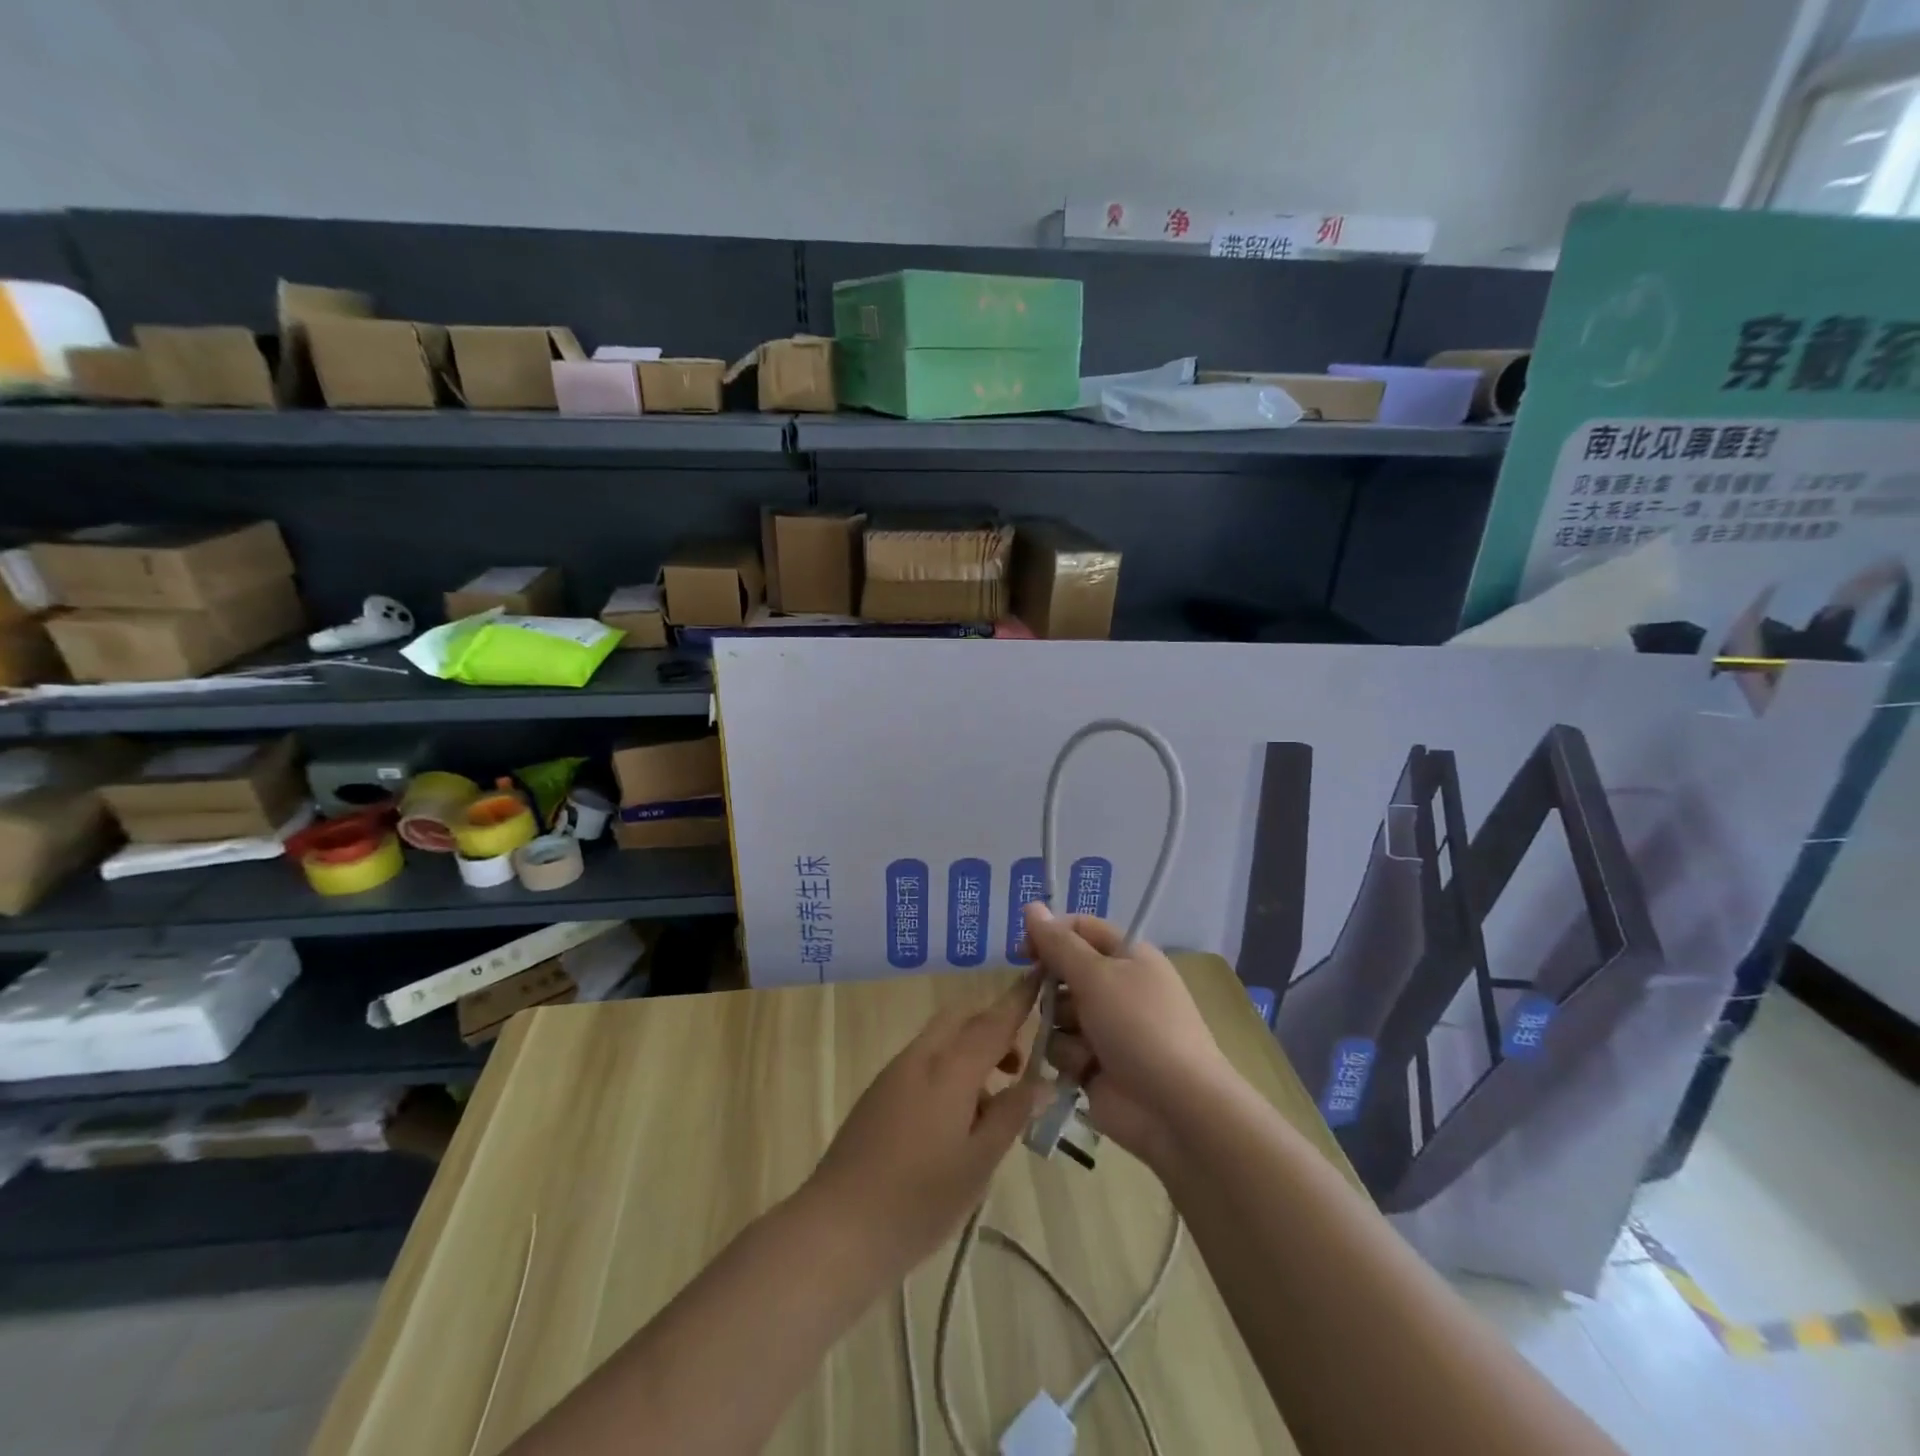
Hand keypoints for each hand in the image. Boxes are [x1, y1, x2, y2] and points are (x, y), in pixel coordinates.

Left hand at [807, 972, 1047, 1277]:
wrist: (838, 1228)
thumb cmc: (918, 1200)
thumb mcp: (978, 1163)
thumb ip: (1011, 1114)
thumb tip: (1042, 1081)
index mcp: (949, 1068)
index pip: (993, 1021)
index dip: (1019, 999)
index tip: (1040, 976)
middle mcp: (920, 1057)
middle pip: (962, 1019)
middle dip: (993, 1028)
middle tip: (1018, 1069)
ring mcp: (894, 1073)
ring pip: (942, 1040)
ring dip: (971, 1052)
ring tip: (991, 1107)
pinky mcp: (879, 1093)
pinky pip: (924, 1062)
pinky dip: (948, 1071)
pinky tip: (956, 1122)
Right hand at [1023, 901, 1234, 1170]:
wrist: (1175, 1107)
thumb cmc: (1139, 1026)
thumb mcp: (1096, 975)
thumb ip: (1058, 943)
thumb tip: (1031, 906)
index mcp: (1127, 956)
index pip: (1080, 929)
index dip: (1050, 934)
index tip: (1024, 950)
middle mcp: (1116, 987)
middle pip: (1064, 972)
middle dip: (1051, 987)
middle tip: (1047, 998)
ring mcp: (1106, 1028)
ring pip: (1057, 1013)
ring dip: (1061, 1028)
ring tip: (1083, 1045)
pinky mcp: (1095, 1064)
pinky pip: (1062, 1049)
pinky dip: (1070, 1058)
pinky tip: (1085, 1070)